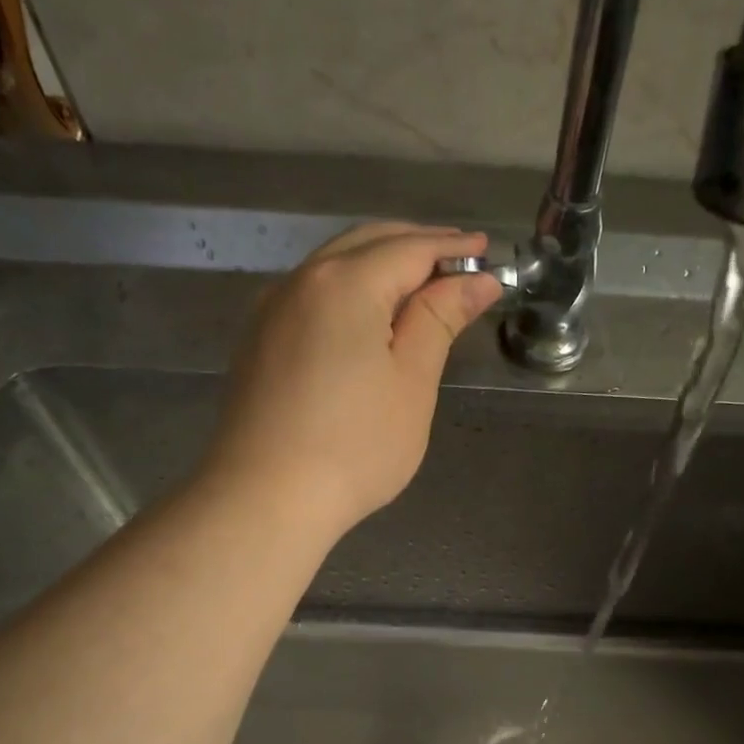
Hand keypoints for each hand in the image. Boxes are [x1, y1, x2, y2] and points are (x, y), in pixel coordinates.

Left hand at [204, 222, 502, 541]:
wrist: (264, 499)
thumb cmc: (354, 447)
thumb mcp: (412, 382)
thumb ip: (440, 320)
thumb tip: (477, 280)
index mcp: (345, 283)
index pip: (410, 248)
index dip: (452, 247)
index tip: (486, 250)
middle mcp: (301, 281)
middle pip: (367, 244)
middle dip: (415, 245)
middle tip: (459, 261)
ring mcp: (271, 310)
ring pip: (334, 266)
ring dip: (379, 264)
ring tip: (419, 285)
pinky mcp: (258, 341)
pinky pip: (311, 294)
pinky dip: (348, 289)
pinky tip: (365, 315)